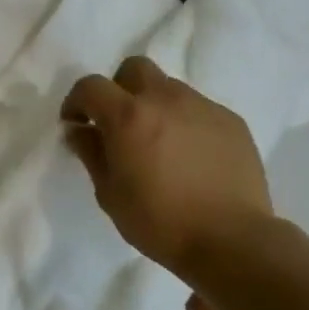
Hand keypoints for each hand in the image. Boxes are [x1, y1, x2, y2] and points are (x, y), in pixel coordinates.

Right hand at [61, 56, 275, 274]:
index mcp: (128, 115)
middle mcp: (165, 99)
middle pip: (134, 69)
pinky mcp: (231, 121)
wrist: (232, 240)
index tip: (76, 124)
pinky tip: (191, 156)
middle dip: (119, 89)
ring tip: (159, 142)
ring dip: (155, 105)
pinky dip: (186, 123)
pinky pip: (199, 109)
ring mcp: (202, 107)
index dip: (76, 101)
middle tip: (119, 123)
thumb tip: (79, 130)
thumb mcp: (110, 193)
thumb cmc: (160, 221)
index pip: (91, 86)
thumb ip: (91, 153)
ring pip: (169, 88)